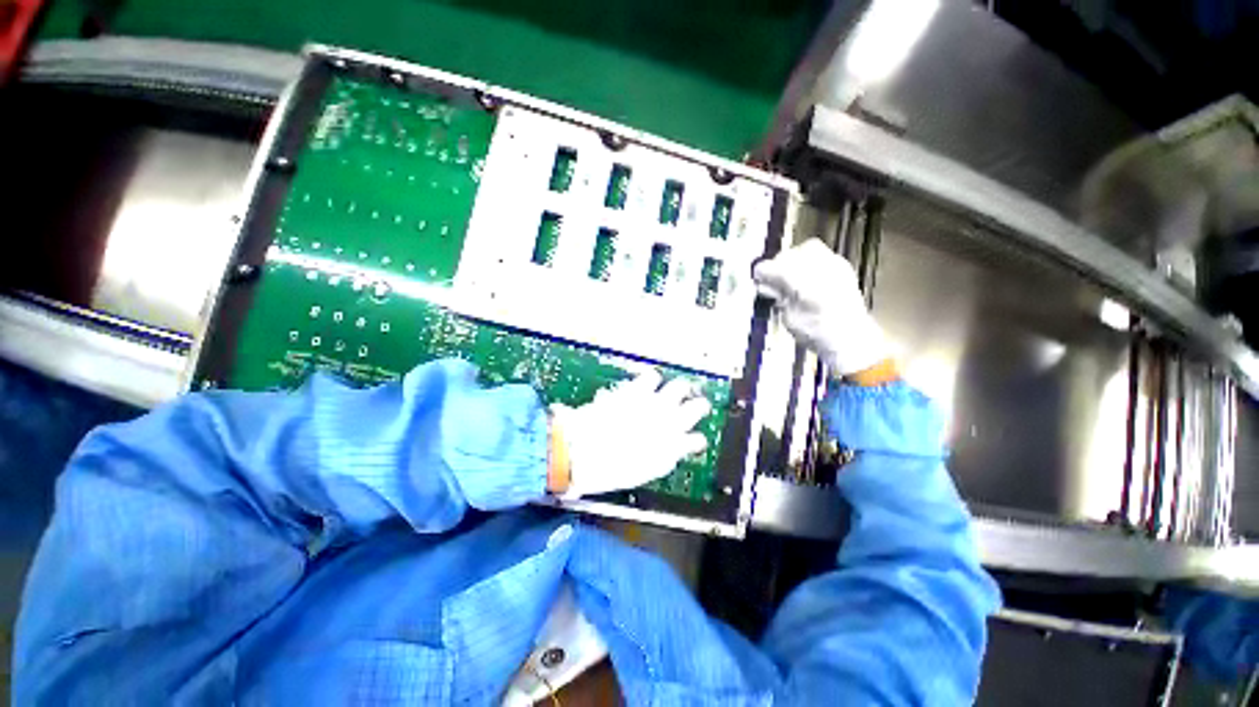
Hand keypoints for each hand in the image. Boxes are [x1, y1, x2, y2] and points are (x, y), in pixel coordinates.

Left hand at [548, 370, 709, 498]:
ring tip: (673, 388)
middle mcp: (670, 424)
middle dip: (697, 405)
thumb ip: (656, 460)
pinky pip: (652, 376)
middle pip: (697, 407)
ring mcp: (655, 404)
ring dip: (677, 388)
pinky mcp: (637, 390)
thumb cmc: (607, 469)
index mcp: (670, 450)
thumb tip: (662, 453)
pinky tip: (648, 379)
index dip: (695, 439)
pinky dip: (651, 378)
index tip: (693, 438)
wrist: (583, 451)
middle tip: (693, 403)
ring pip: (679, 387)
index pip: (695, 442)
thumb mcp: (639, 472)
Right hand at [753, 238, 892, 376]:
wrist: (852, 339)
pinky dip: (811, 263)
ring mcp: (833, 264)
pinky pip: (822, 255)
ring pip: (807, 249)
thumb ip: (778, 297)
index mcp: (799, 281)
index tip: (757, 280)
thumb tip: (765, 286)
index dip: (761, 274)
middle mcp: (817, 267)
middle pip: (789, 255)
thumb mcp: (788, 318)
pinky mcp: (843, 268)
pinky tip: (808, 278)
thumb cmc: (815, 333)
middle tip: (773, 280)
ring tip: (791, 276)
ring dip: (795, 260)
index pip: (770, 268)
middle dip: (778, 266)